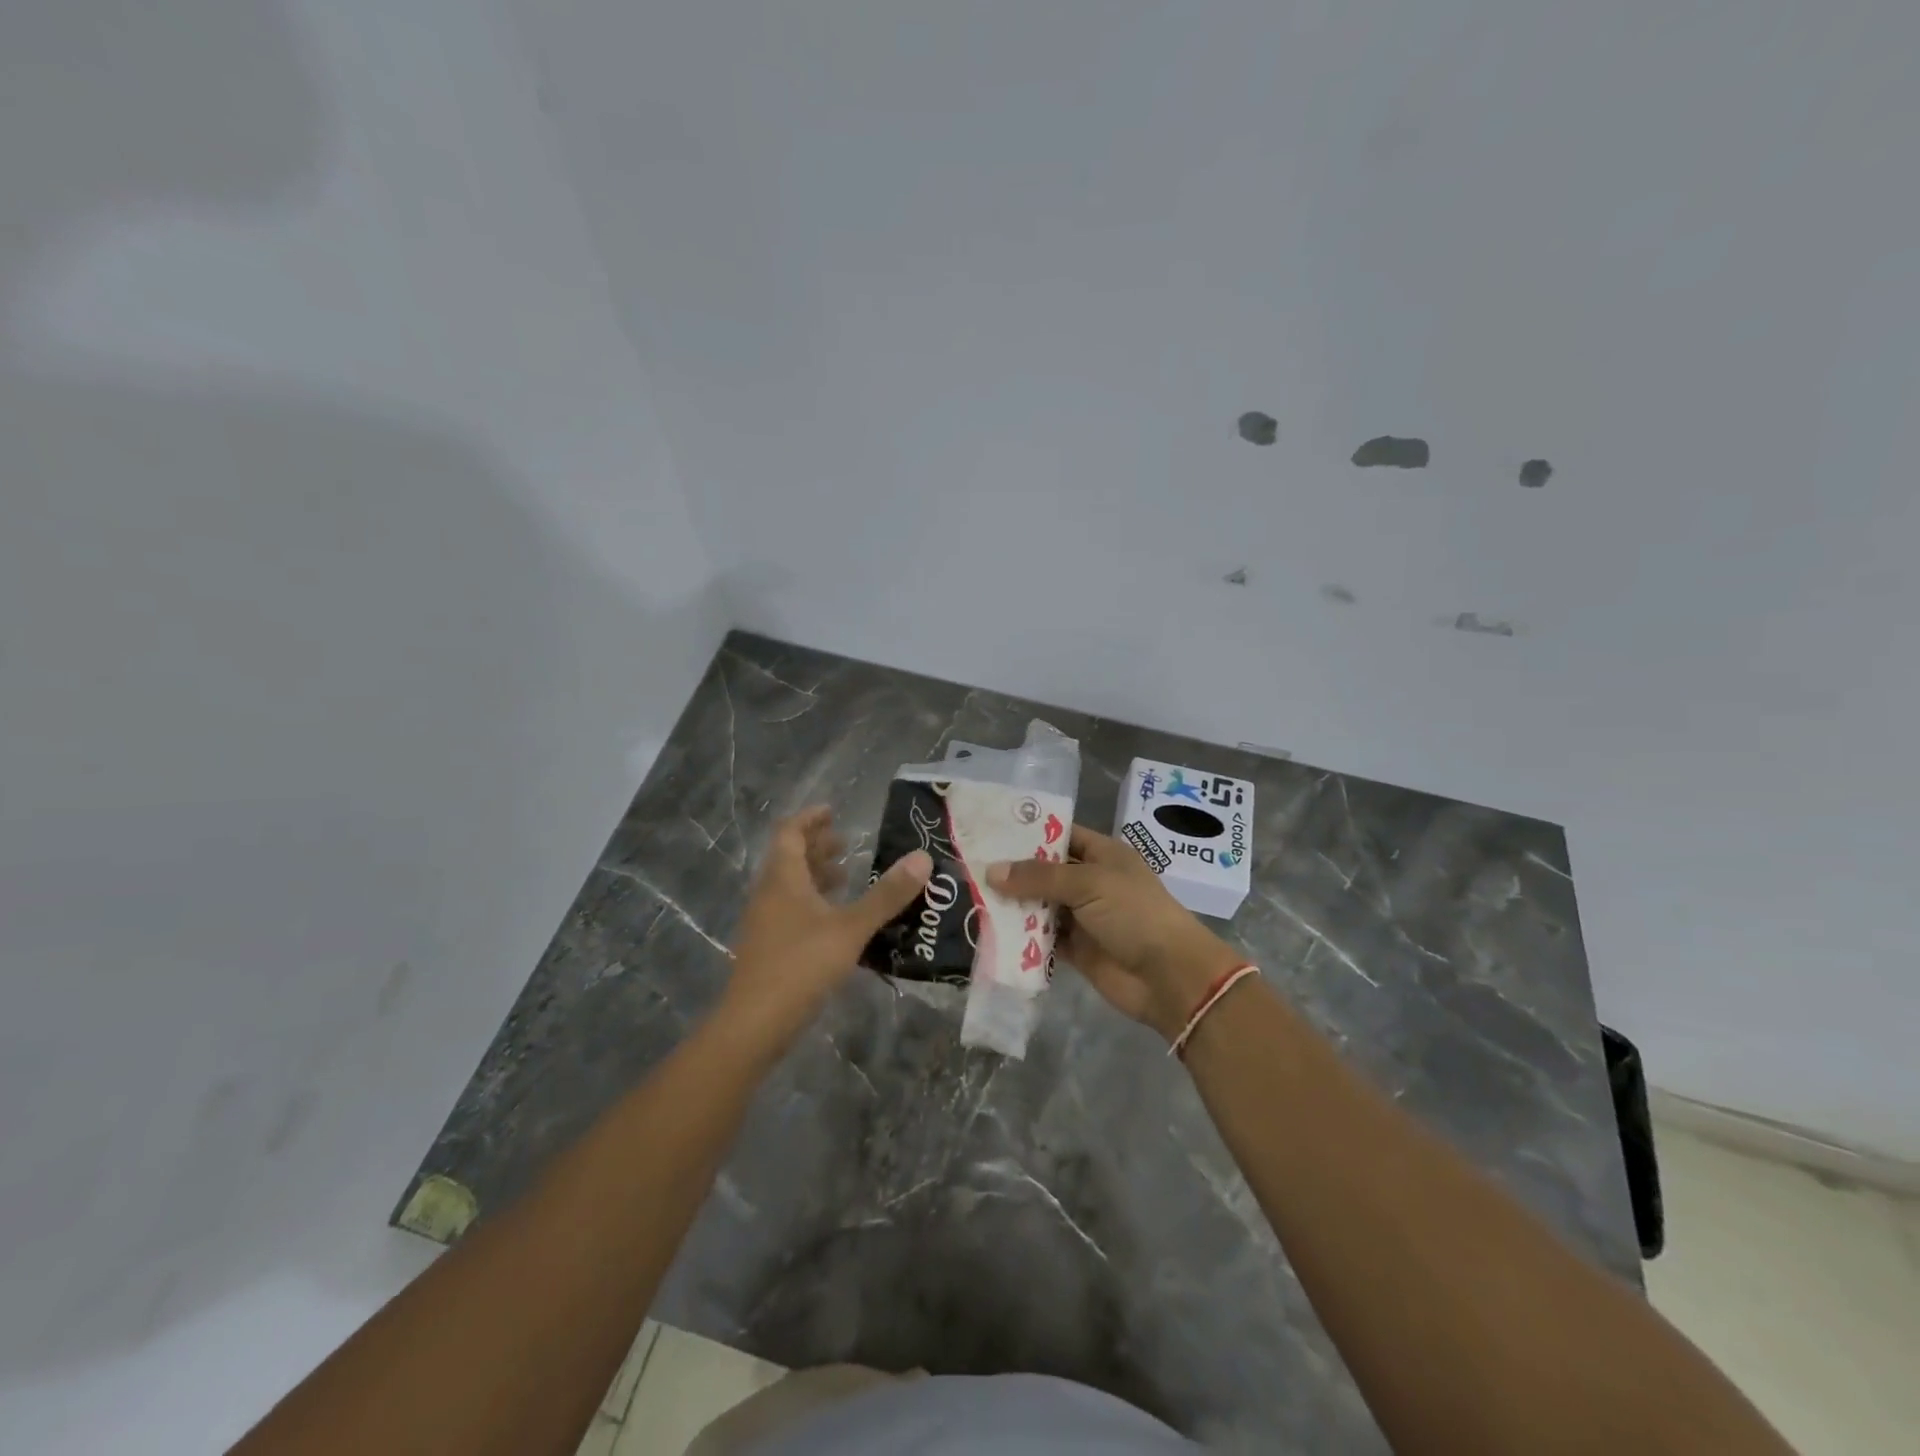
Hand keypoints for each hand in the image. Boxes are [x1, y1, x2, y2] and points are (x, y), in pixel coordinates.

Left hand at [719, 806, 932, 1055]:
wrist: (754, 1024)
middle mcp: (769, 894)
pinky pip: (791, 910)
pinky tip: (837, 919)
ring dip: (816, 875)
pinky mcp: (769, 947)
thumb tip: (922, 857)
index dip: (810, 819)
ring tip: (848, 875)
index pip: (790, 833)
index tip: (833, 811)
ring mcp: (765, 922)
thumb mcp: (851, 927)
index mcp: (783, 879)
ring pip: (790, 886)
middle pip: (789, 858)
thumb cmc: (800, 964)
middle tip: (847, 842)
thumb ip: (886, 895)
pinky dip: (814, 903)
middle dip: (817, 846)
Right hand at [988, 825, 1243, 1041]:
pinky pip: (1043, 938)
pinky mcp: (1077, 949)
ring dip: (1013, 905)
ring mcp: (1084, 916)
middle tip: (970, 866)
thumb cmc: (1134, 914)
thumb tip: (992, 871)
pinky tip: (991, 932)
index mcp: (1102, 854)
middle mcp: (1091, 881)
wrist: (1170, 976)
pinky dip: (1022, 937)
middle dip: (1013, 872)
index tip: (991, 832)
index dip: (1029, 833)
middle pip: (1045, 872)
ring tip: (972, 897)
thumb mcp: (1088, 883)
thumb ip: (1039, 877)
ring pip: (1040, 905)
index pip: (1060, 835)